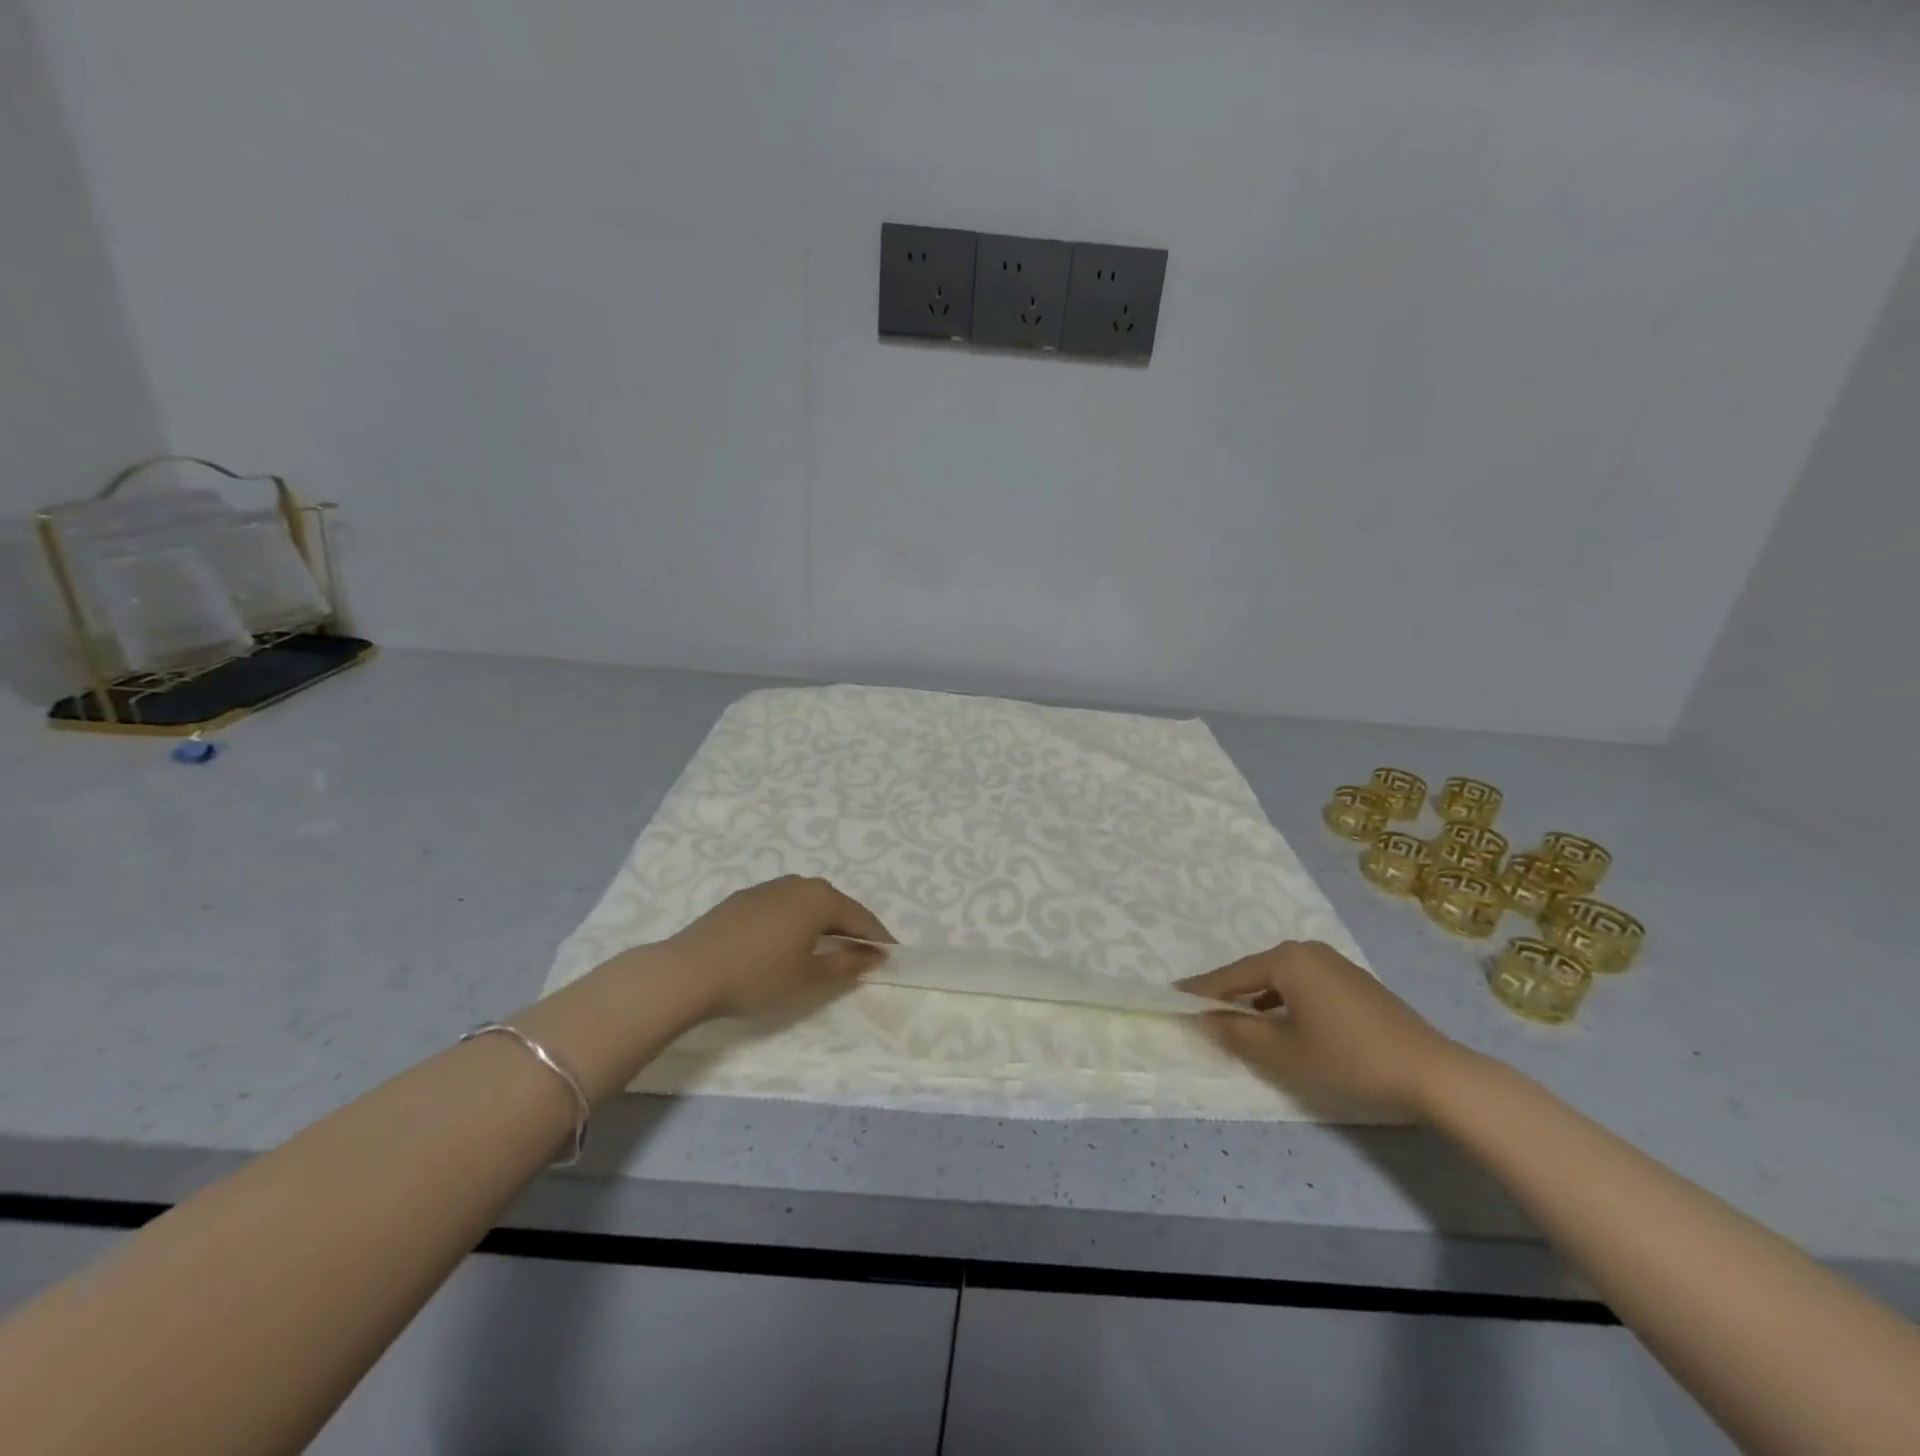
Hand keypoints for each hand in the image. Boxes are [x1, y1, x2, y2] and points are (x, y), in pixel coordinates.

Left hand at [661, 875, 893, 1019]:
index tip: (893, 956)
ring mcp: (769, 887)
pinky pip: (784, 907)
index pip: (861, 918)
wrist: (689, 971)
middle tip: (863, 953)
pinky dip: (797, 922)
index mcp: (820, 898)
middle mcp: (799, 883)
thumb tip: (873, 955)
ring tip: (828, 948)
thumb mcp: (809, 978)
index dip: (878, 939)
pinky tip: (789, 942)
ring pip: (808, 904)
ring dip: (823, 923)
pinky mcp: (744, 898)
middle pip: (836, 906)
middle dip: (852, 928)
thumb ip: (846, 964)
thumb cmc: (758, 976)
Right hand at [1178, 942, 1463, 1120]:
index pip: (1230, 976)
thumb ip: (1236, 1033)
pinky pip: (1304, 986)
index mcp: (1287, 959)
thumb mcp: (1283, 1054)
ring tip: (1239, 1024)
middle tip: (1203, 1014)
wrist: (1433, 1075)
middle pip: (1255, 973)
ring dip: (1258, 1002)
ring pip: (1280, 981)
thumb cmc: (1347, 1060)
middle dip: (1229, 995)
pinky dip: (1285, 1003)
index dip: (1200, 991)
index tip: (1171, 997)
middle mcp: (1308, 951)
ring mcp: (1335, 964)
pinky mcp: (1355, 983)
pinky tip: (1284, 1026)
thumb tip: (1205, 1018)